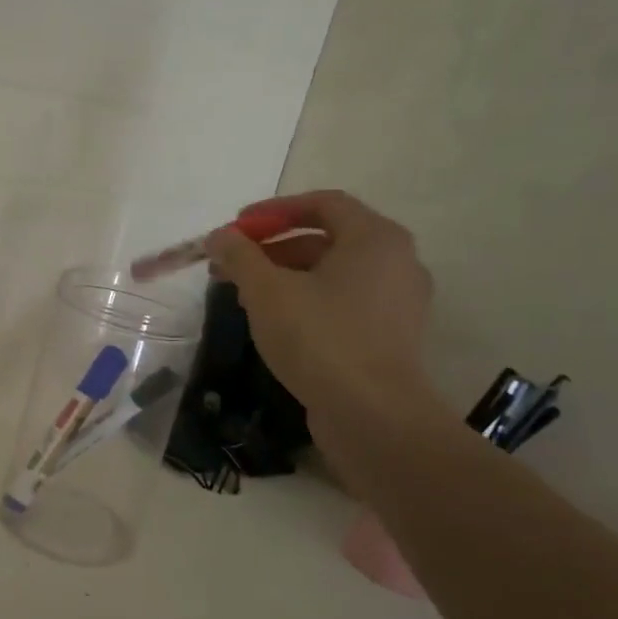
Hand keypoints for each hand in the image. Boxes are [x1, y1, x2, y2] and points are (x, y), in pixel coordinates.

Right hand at [206, 189, 435, 424]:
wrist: (372, 415)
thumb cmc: (320, 338)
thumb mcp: (266, 291)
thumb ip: (240, 256)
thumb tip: (219, 237)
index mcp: (375, 238)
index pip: (323, 203)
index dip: (273, 210)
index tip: (235, 228)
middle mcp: (397, 262)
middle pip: (326, 238)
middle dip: (272, 248)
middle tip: (230, 265)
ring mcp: (397, 302)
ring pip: (332, 274)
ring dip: (285, 276)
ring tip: (243, 296)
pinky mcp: (390, 336)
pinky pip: (343, 302)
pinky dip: (307, 301)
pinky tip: (274, 323)